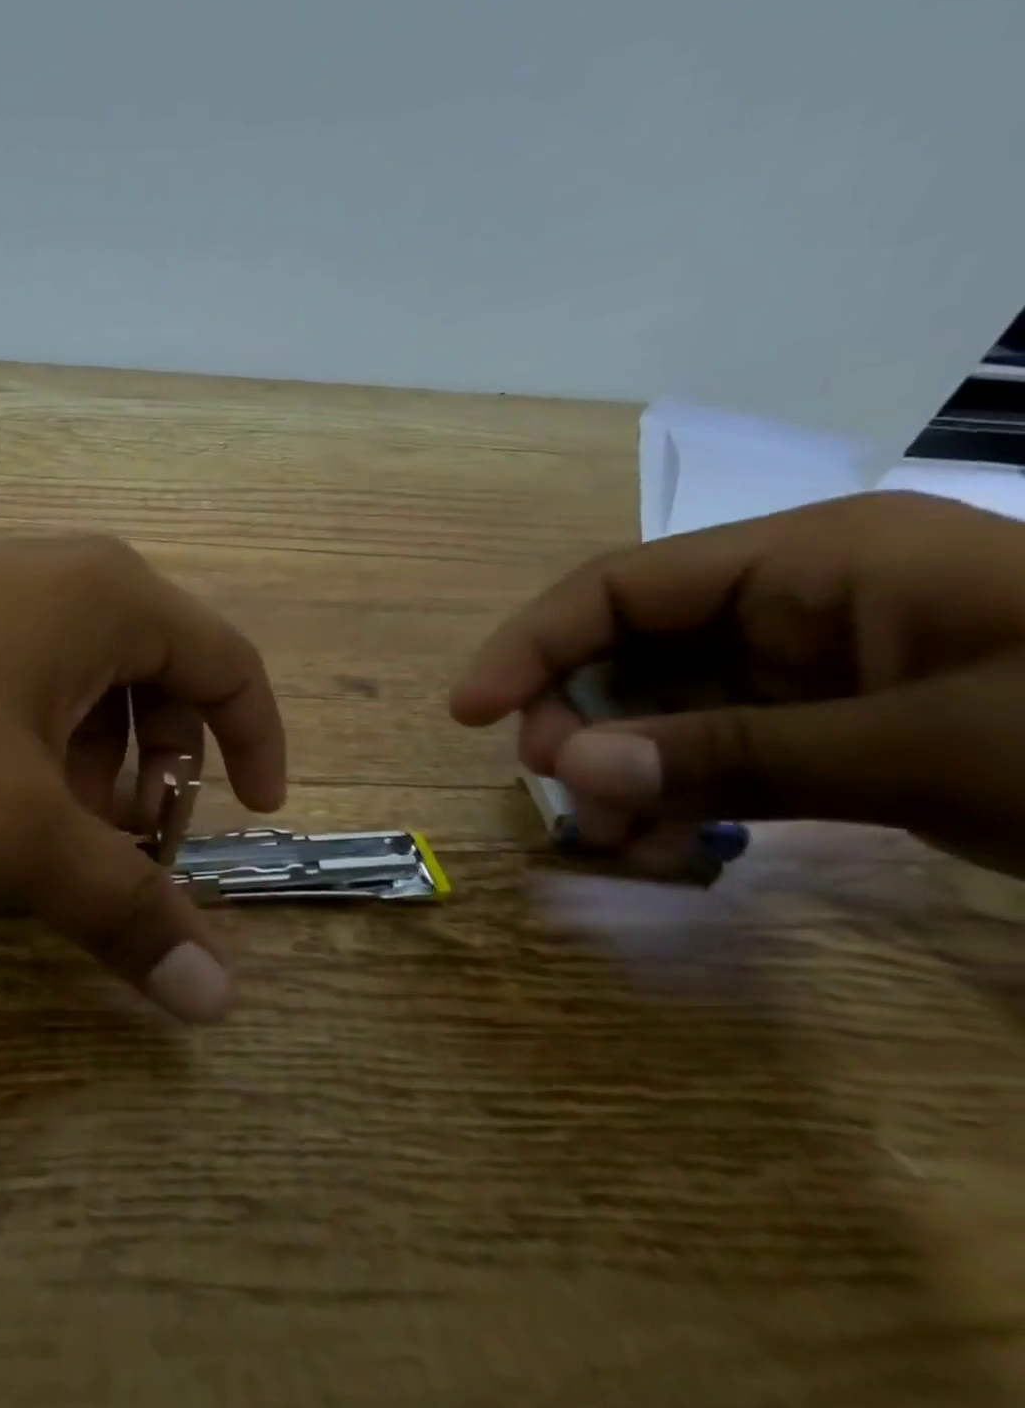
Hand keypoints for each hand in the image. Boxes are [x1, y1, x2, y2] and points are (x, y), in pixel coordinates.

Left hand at [0, 529, 287, 1020]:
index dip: (257, 742)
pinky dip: (29, 742)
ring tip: (38, 832)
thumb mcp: (13, 824)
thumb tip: (218, 996)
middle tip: (118, 846)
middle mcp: (68, 578)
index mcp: (115, 601)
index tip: (253, 812)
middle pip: (157, 681)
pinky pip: (21, 678)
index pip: (231, 667)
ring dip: (86, 765)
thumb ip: (119, 906)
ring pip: (82, 686)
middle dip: (154, 772)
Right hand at [448, 492, 1024, 875]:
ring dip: (619, 770)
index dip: (530, 644)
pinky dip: (672, 795)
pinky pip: (711, 750)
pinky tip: (660, 845)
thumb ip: (738, 754)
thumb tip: (576, 772)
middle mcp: (791, 602)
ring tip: (611, 843)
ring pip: (660, 707)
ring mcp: (809, 667)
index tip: (467, 713)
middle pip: (626, 649)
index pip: (620, 588)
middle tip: (562, 796)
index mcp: (810, 562)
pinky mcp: (831, 726)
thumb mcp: (940, 748)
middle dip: (577, 720)